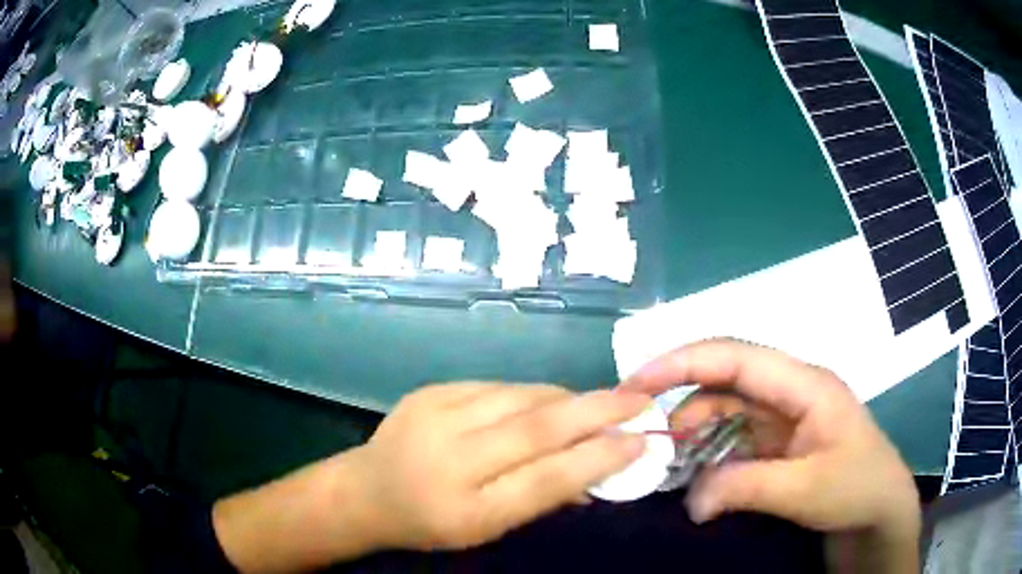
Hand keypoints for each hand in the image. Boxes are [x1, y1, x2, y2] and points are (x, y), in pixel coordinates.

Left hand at [214, 383, 648, 571]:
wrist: (366, 490)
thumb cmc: (431, 522)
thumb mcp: (487, 529)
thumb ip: (541, 499)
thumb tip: (598, 470)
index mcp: (466, 510)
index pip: (546, 479)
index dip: (599, 459)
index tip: (641, 441)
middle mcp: (450, 458)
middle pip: (537, 427)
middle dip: (598, 411)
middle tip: (639, 400)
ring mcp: (436, 415)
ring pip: (523, 397)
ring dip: (568, 399)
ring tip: (598, 403)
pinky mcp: (431, 391)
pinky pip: (498, 386)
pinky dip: (533, 393)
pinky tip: (549, 401)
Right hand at [620, 340, 919, 570]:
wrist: (880, 511)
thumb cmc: (857, 487)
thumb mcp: (806, 489)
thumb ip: (746, 487)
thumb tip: (690, 498)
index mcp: (804, 385)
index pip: (736, 357)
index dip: (683, 361)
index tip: (636, 383)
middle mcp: (790, 393)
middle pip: (725, 381)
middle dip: (681, 402)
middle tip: (644, 438)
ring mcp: (783, 419)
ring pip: (726, 412)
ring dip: (694, 435)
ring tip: (668, 468)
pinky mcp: (778, 444)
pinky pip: (733, 440)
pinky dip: (709, 455)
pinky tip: (695, 477)